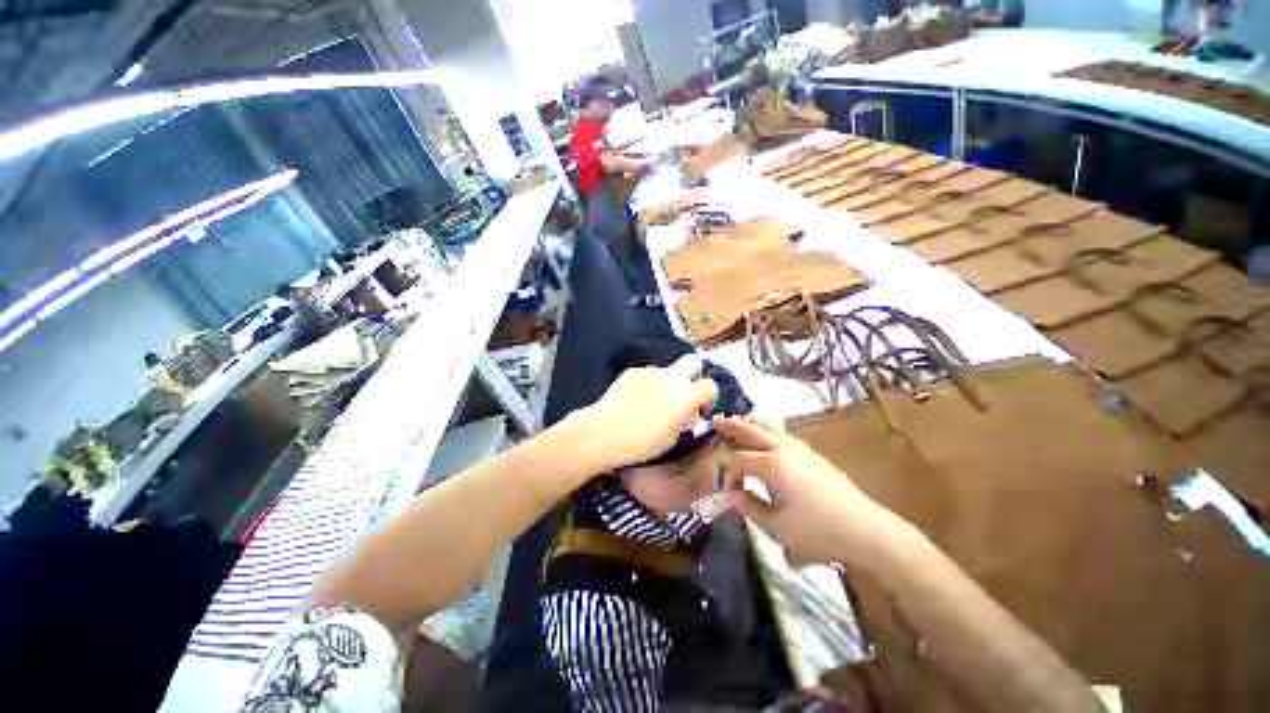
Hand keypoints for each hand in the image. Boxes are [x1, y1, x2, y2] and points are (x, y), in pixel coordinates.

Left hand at [579, 355, 718, 470]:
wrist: (604, 432)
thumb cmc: (641, 443)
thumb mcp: (671, 437)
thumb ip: (685, 420)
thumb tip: (690, 412)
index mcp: (685, 395)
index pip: (710, 385)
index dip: (708, 397)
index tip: (699, 409)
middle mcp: (671, 377)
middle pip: (693, 361)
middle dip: (694, 374)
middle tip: (685, 393)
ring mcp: (650, 372)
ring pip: (667, 372)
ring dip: (666, 384)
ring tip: (651, 404)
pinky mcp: (633, 372)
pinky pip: (647, 376)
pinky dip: (647, 386)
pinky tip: (635, 402)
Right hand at [714, 416, 890, 564]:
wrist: (865, 529)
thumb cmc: (818, 531)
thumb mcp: (777, 528)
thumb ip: (750, 507)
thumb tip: (735, 493)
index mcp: (772, 465)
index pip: (739, 460)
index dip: (729, 473)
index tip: (729, 490)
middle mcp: (783, 449)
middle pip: (751, 430)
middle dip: (731, 425)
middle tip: (714, 420)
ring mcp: (799, 448)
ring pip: (769, 426)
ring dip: (750, 423)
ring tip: (737, 422)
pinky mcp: (811, 453)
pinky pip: (781, 432)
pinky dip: (766, 429)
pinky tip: (765, 437)